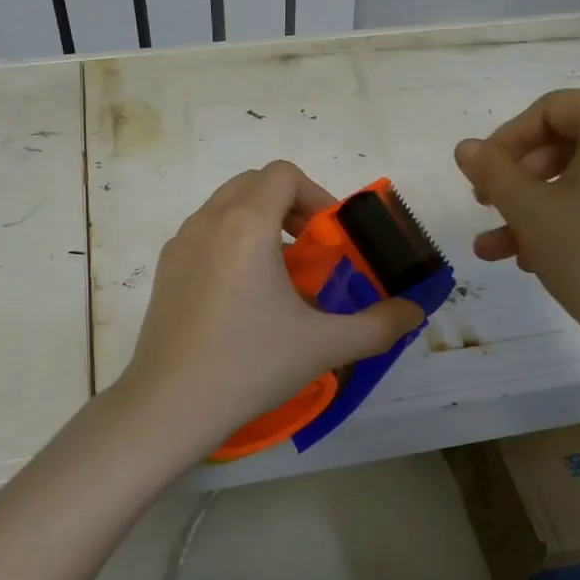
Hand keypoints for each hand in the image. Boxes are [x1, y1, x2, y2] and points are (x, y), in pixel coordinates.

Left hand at [116, 161, 425, 456]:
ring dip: (259, 222)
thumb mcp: (324, 345)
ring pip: (226, 206)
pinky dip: (231, 242)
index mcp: (246, 224)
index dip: (317, 195)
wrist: (170, 405)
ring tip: (280, 274)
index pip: (284, 174)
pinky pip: (204, 233)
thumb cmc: (249, 365)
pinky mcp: (164, 270)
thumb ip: (379, 325)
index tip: (331, 237)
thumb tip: (415, 313)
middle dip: (290, 205)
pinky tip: (242, 296)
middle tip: (312, 249)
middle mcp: (208, 221)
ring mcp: (180, 244)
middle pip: (255, 183)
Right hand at [453, 89, 579, 378]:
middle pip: (566, 142)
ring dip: (533, 208)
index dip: (506, 139)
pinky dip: (567, 218)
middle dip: (517, 178)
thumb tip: (465, 147)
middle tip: (485, 207)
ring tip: (495, 248)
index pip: (551, 110)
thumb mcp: (528, 210)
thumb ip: (491, 171)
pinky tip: (531, 259)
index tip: (478, 174)